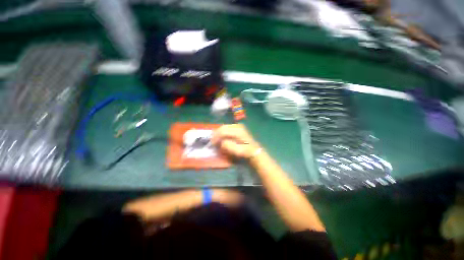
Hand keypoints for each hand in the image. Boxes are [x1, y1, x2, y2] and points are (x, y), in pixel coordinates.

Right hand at [212, 124, 260, 158]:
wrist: (253, 150)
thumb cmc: (245, 151)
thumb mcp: (236, 151)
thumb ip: (227, 145)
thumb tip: (221, 142)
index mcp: (237, 131)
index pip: (223, 131)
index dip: (216, 137)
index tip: (212, 143)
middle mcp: (237, 126)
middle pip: (223, 127)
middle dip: (216, 134)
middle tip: (212, 141)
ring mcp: (238, 126)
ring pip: (225, 127)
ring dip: (219, 132)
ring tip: (216, 139)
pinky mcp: (238, 127)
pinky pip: (227, 127)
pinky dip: (223, 131)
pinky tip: (221, 136)